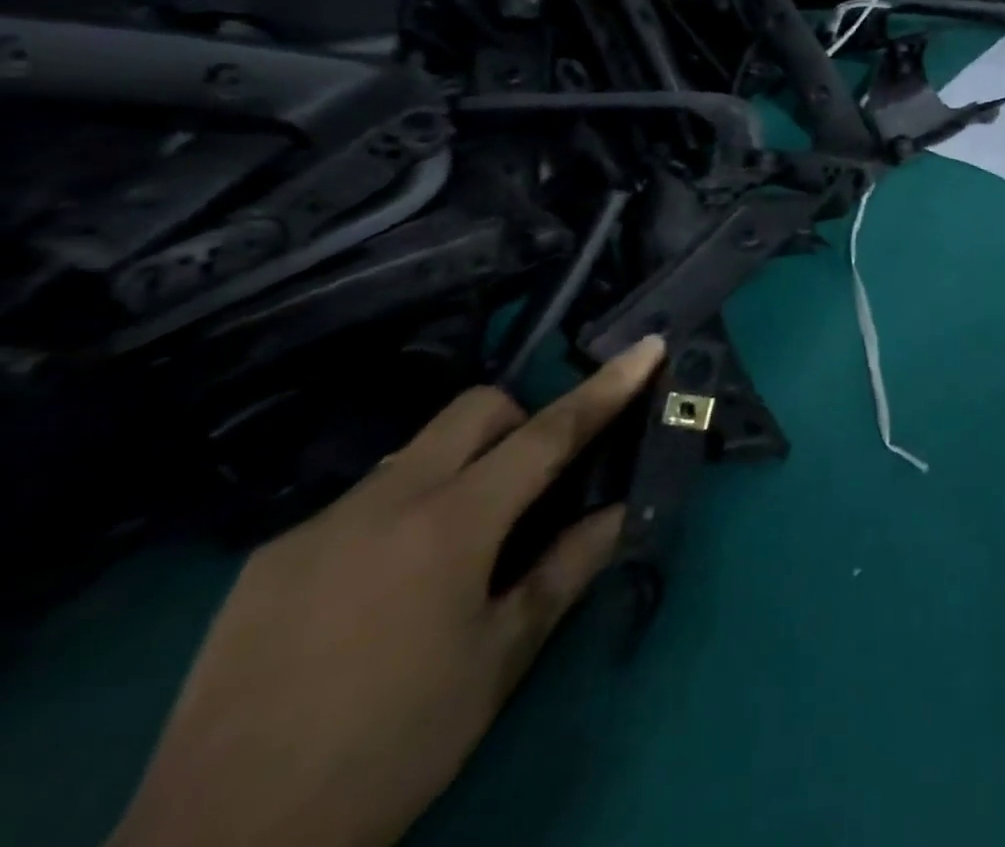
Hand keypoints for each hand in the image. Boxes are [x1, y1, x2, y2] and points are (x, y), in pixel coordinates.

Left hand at [110, 337, 665, 846]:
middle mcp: (384, 501)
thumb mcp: (499, 662)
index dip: (606, 386)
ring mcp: (317, 525)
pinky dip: (398, 515)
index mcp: (451, 525)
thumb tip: (618, 512)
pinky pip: (359, 503)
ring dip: (458, 470)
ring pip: (415, 451)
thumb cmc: (392, 747)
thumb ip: (566, 570)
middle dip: (520, 421)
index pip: (549, 432)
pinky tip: (379, 594)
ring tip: (453, 552)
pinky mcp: (267, 559)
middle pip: (474, 409)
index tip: (648, 346)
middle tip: (532, 485)